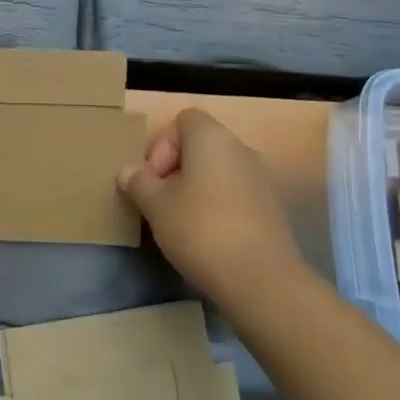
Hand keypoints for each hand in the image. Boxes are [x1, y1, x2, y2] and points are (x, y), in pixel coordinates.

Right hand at [117, 108, 304, 309]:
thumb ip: (138, 182)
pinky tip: (207, 237)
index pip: (183, 120)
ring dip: (196, 188)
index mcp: (211, 136)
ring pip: (218, 170)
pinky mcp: (271, 207)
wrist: (261, 280)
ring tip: (181, 222)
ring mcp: (260, 177)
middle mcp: (240, 147)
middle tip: (160, 201)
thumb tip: (128, 172)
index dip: (162, 144)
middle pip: (200, 145)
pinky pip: (235, 193)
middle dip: (176, 168)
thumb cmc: (200, 229)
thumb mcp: (156, 205)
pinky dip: (218, 205)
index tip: (153, 178)